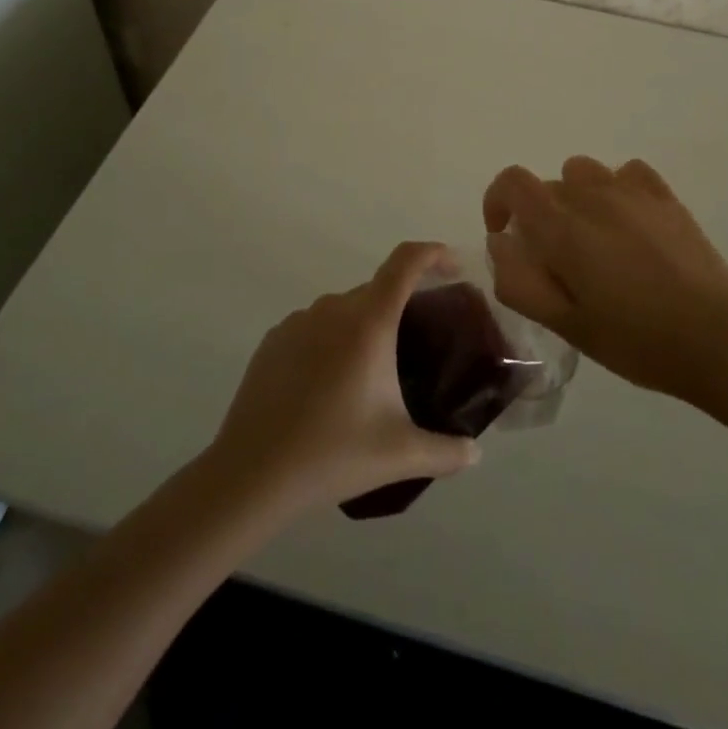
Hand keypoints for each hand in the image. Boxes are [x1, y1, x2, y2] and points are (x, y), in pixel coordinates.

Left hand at [208, 241, 479, 514]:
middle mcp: (334, 308)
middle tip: (419, 343)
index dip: (434, 254)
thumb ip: (447, 451)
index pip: (406, 262)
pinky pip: (315, 327)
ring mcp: (299, 321)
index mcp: (369, 321)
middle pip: (378, 289)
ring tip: (373, 373)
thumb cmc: (332, 454)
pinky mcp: (274, 340)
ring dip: (365, 327)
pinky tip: (331, 386)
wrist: (251, 475)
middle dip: (403, 305)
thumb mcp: (400, 454)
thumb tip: (476, 453)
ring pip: (344, 309)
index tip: (454, 268)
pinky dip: (332, 342)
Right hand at [485, 156, 727, 397]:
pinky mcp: (665, 196)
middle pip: (549, 186)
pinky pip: (626, 172)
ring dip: (576, 199)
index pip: (513, 182)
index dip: (498, 200)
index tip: (506, 235)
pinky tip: (629, 222)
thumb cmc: (636, 339)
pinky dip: (616, 189)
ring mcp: (632, 191)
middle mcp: (592, 195)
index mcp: (562, 226)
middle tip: (559, 263)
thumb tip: (501, 243)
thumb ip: (520, 282)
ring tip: (594, 240)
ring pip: (584, 173)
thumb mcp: (567, 325)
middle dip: (540, 217)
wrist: (718, 338)